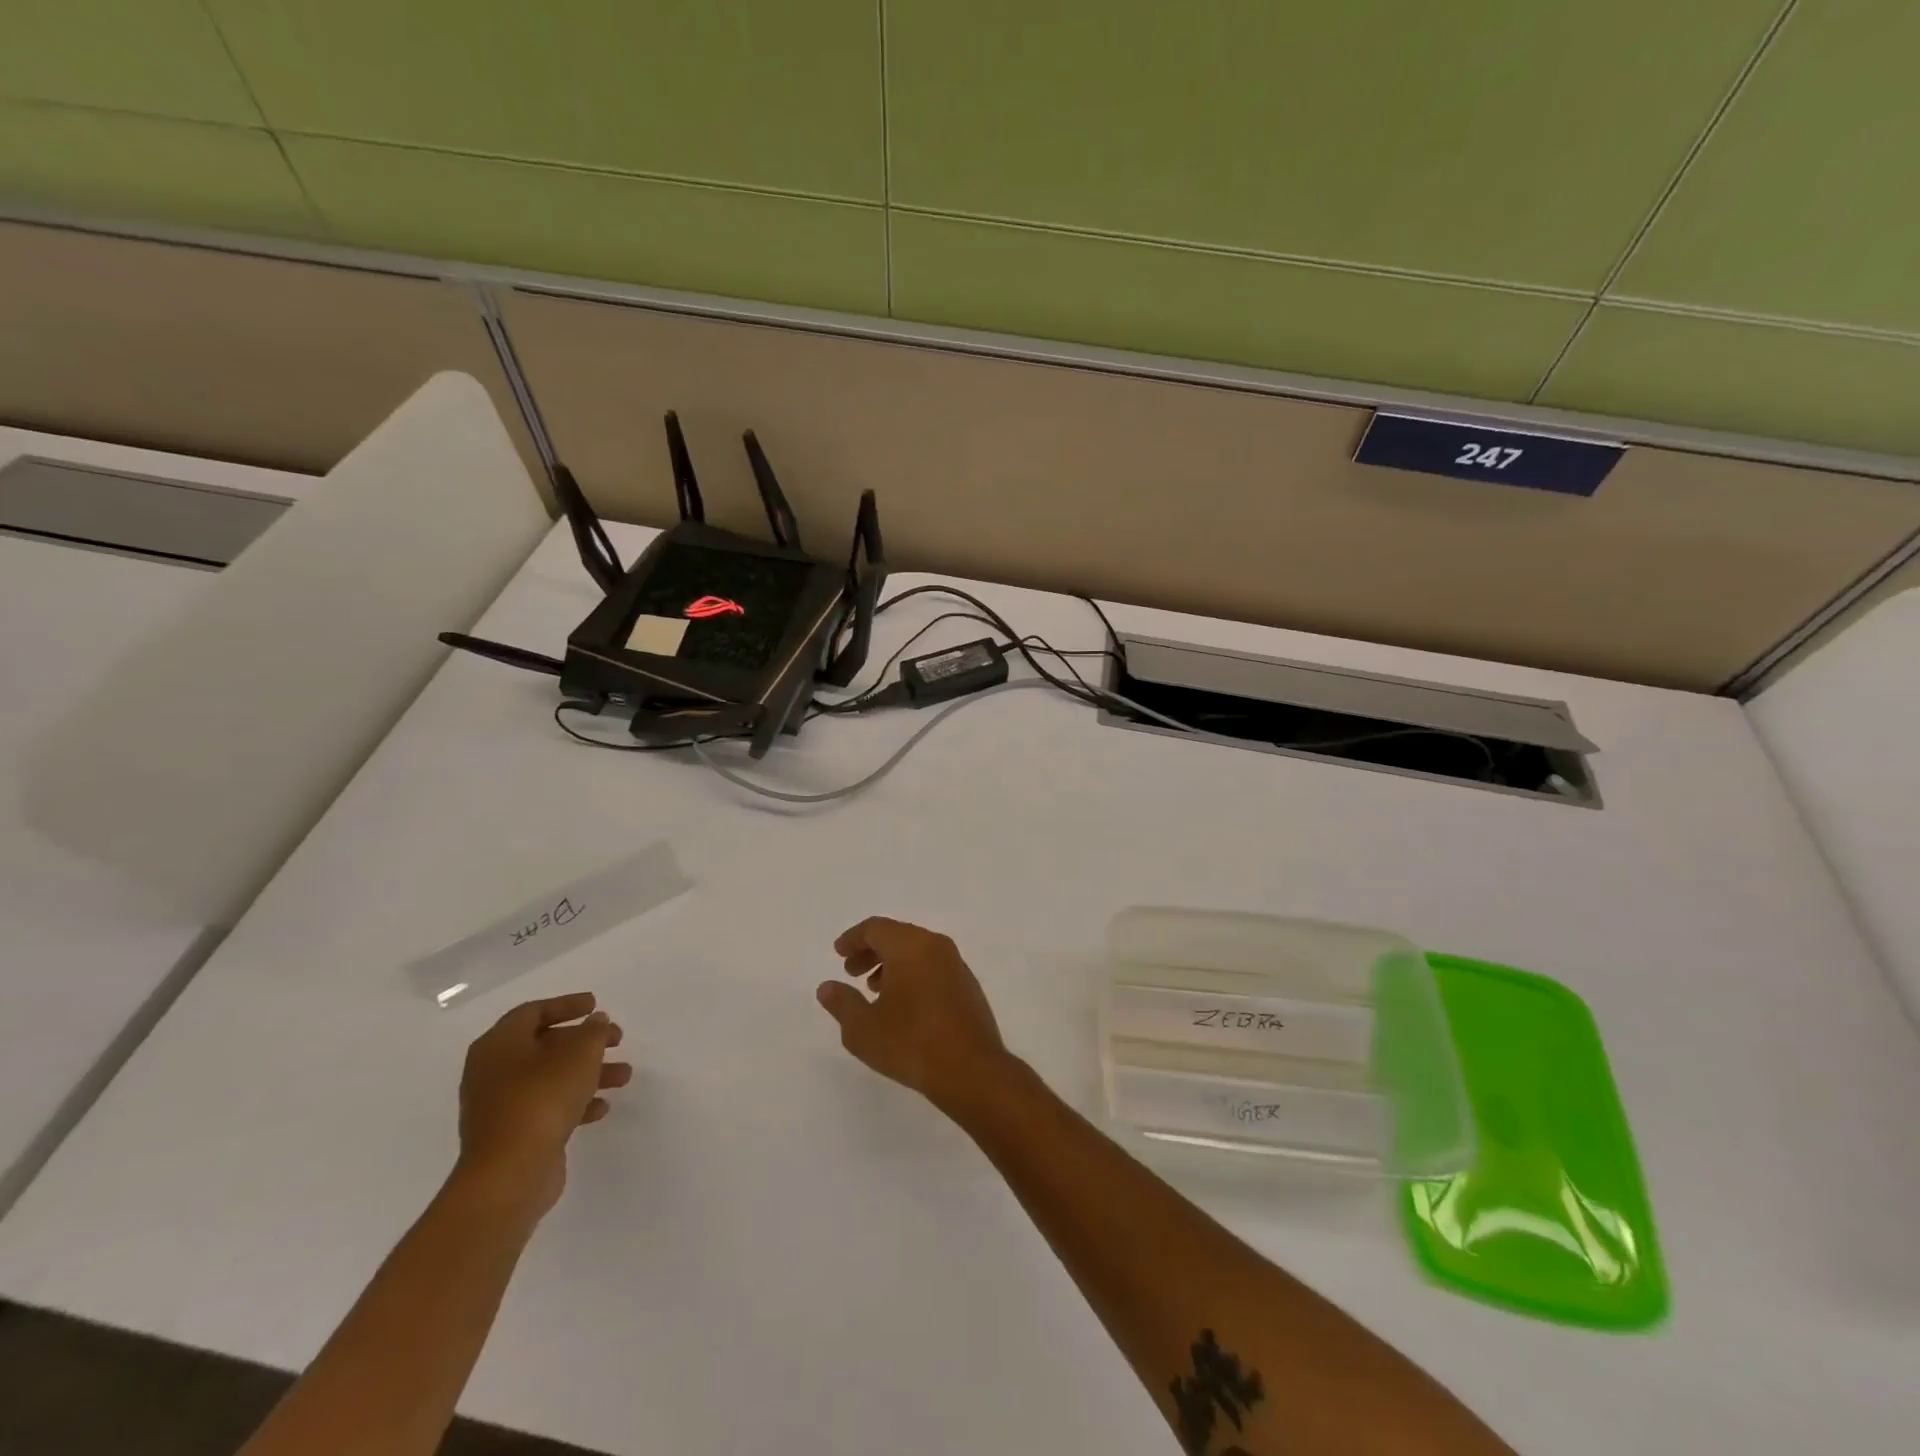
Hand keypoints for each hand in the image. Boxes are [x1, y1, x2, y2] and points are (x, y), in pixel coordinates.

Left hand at [455, 992, 629, 1217]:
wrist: (509, 1175)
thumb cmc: (542, 1099)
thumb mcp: (579, 1054)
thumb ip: (592, 1032)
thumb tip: (595, 1021)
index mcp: (499, 1045)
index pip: (533, 1012)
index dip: (566, 1005)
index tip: (596, 1005)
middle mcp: (492, 1072)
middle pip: (544, 1045)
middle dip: (584, 1042)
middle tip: (617, 1040)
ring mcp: (499, 1107)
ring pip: (550, 1078)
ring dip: (588, 1073)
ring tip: (624, 1076)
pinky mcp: (511, 1135)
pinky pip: (546, 1108)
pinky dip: (574, 1102)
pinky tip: (601, 1108)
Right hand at [818, 917, 1013, 1115]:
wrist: (971, 1070)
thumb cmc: (910, 1043)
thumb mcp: (862, 1028)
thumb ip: (842, 1003)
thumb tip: (827, 987)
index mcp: (910, 945)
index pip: (876, 928)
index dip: (853, 938)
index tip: (838, 953)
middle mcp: (935, 946)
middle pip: (897, 935)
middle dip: (871, 951)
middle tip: (851, 972)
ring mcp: (956, 964)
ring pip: (917, 951)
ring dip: (891, 963)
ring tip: (874, 990)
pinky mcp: (967, 986)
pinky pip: (933, 967)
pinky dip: (912, 974)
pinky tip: (903, 1004)